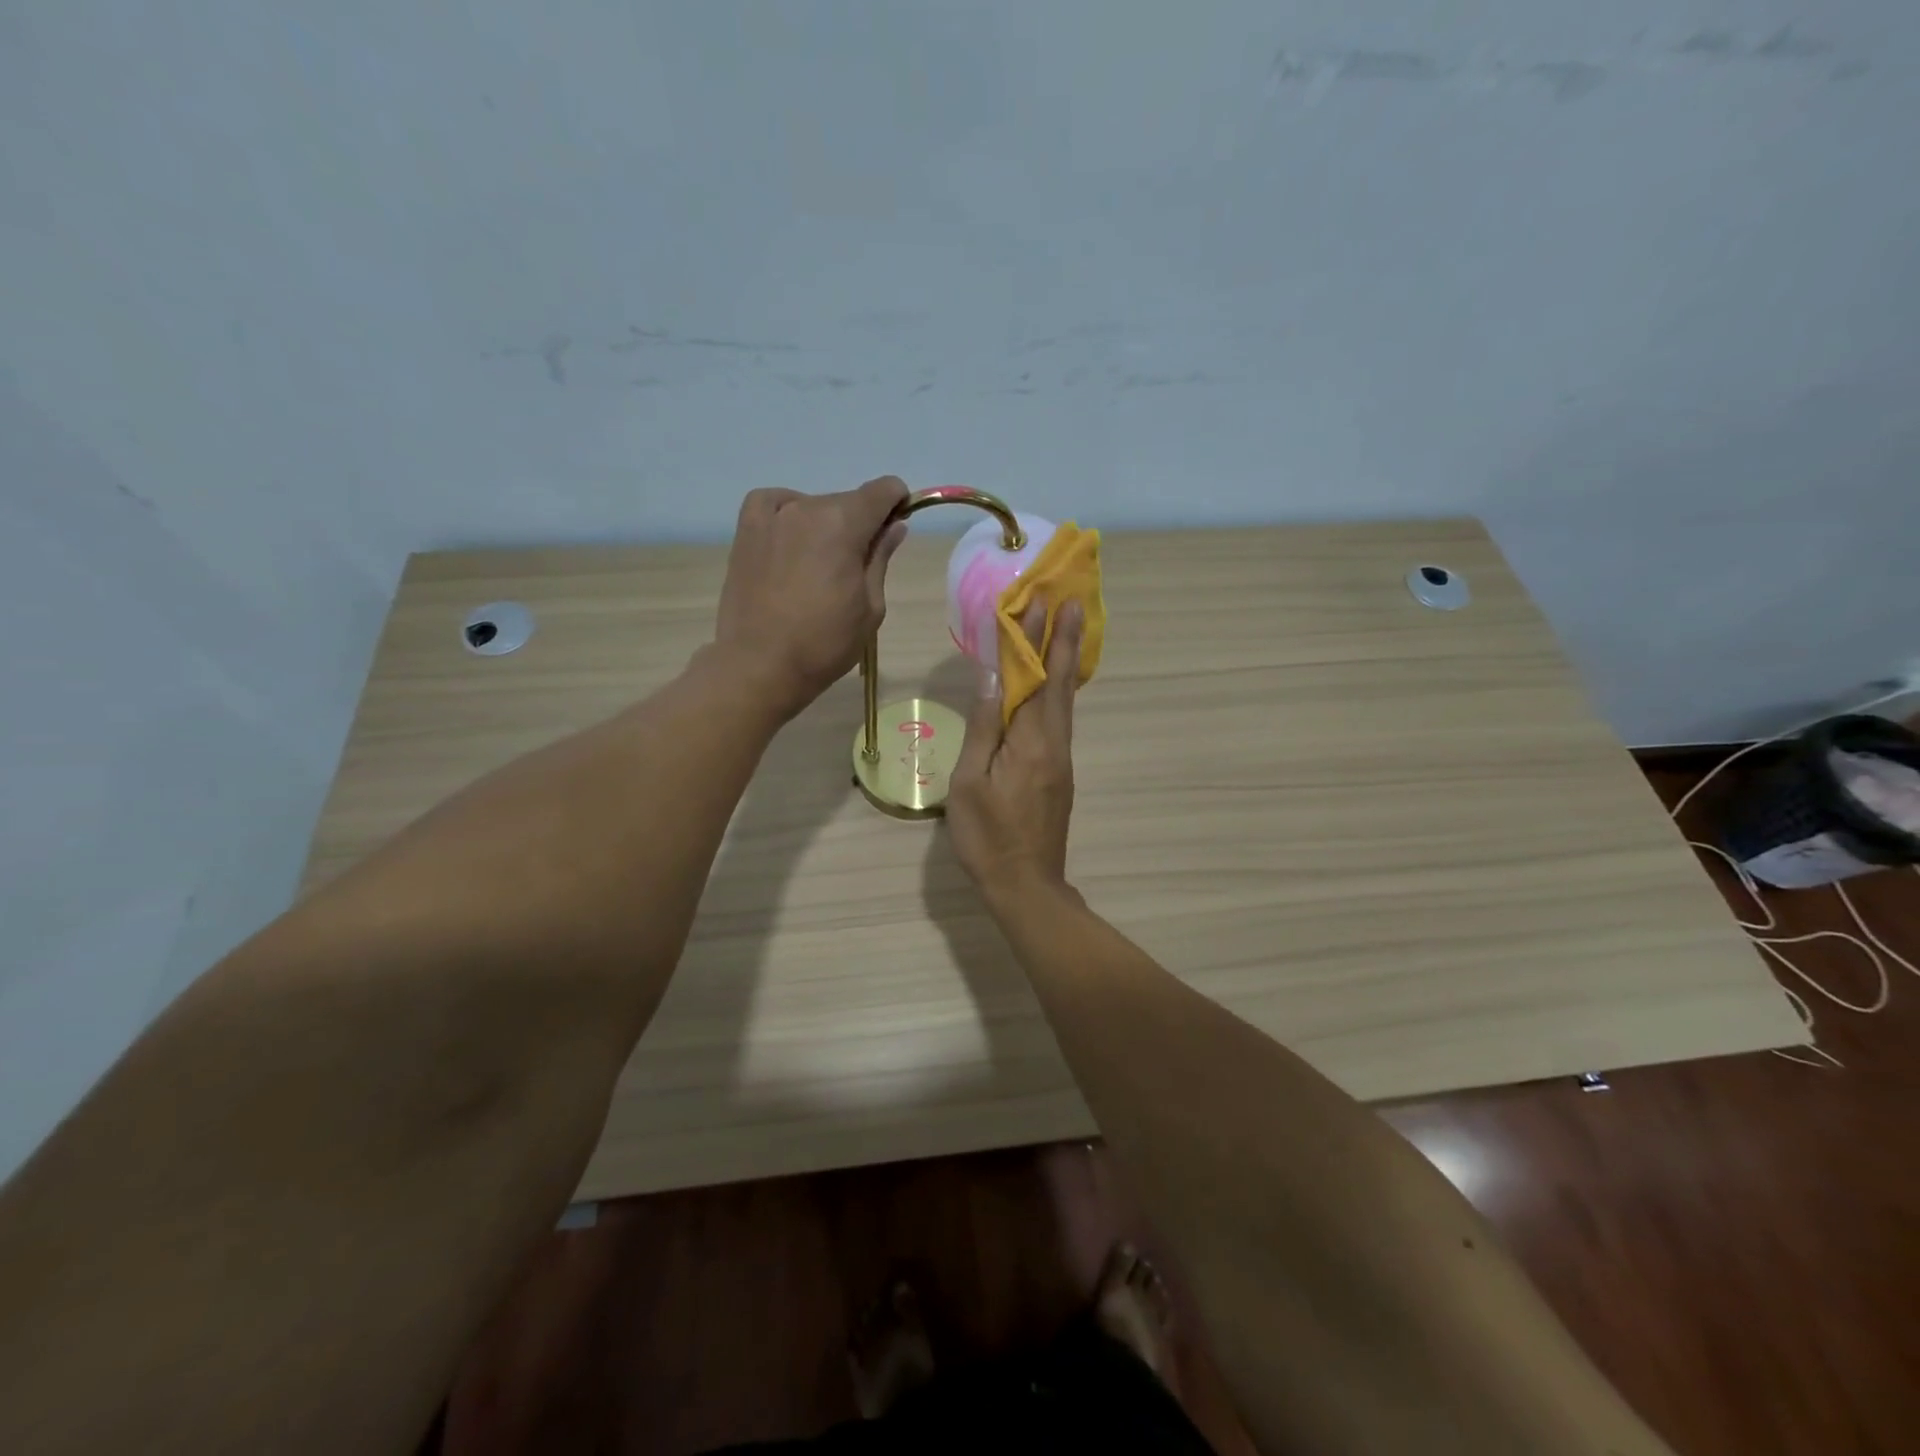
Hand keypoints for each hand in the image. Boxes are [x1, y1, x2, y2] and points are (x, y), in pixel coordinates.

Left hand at [713, 477, 908, 717]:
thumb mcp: (870, 607)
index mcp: (844, 524)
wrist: (760, 665)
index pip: (882, 491)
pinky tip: (791, 538)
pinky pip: (774, 504)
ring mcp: (772, 517)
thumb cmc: (825, 644)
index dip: (896, 503)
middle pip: (847, 502)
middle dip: (859, 524)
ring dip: (824, 526)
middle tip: (854, 567)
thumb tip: (893, 526)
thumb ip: (880, 558)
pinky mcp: (746, 531)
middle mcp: (807, 508)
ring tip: (818, 567)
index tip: (895, 527)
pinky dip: (789, 513)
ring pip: (813, 506)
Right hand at [946, 599, 1083, 900]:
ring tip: (1066, 630)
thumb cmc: (988, 836)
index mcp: (1031, 742)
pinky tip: (1054, 684)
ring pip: (1065, 701)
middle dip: (1064, 640)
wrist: (1027, 885)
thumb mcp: (969, 783)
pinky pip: (1061, 719)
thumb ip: (983, 728)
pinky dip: (1060, 690)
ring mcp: (1061, 759)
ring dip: (1065, 661)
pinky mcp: (1060, 773)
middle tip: (1072, 602)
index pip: (1034, 678)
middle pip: (1061, 683)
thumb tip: (991, 678)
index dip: (1035, 639)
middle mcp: (1054, 743)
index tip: (1039, 600)